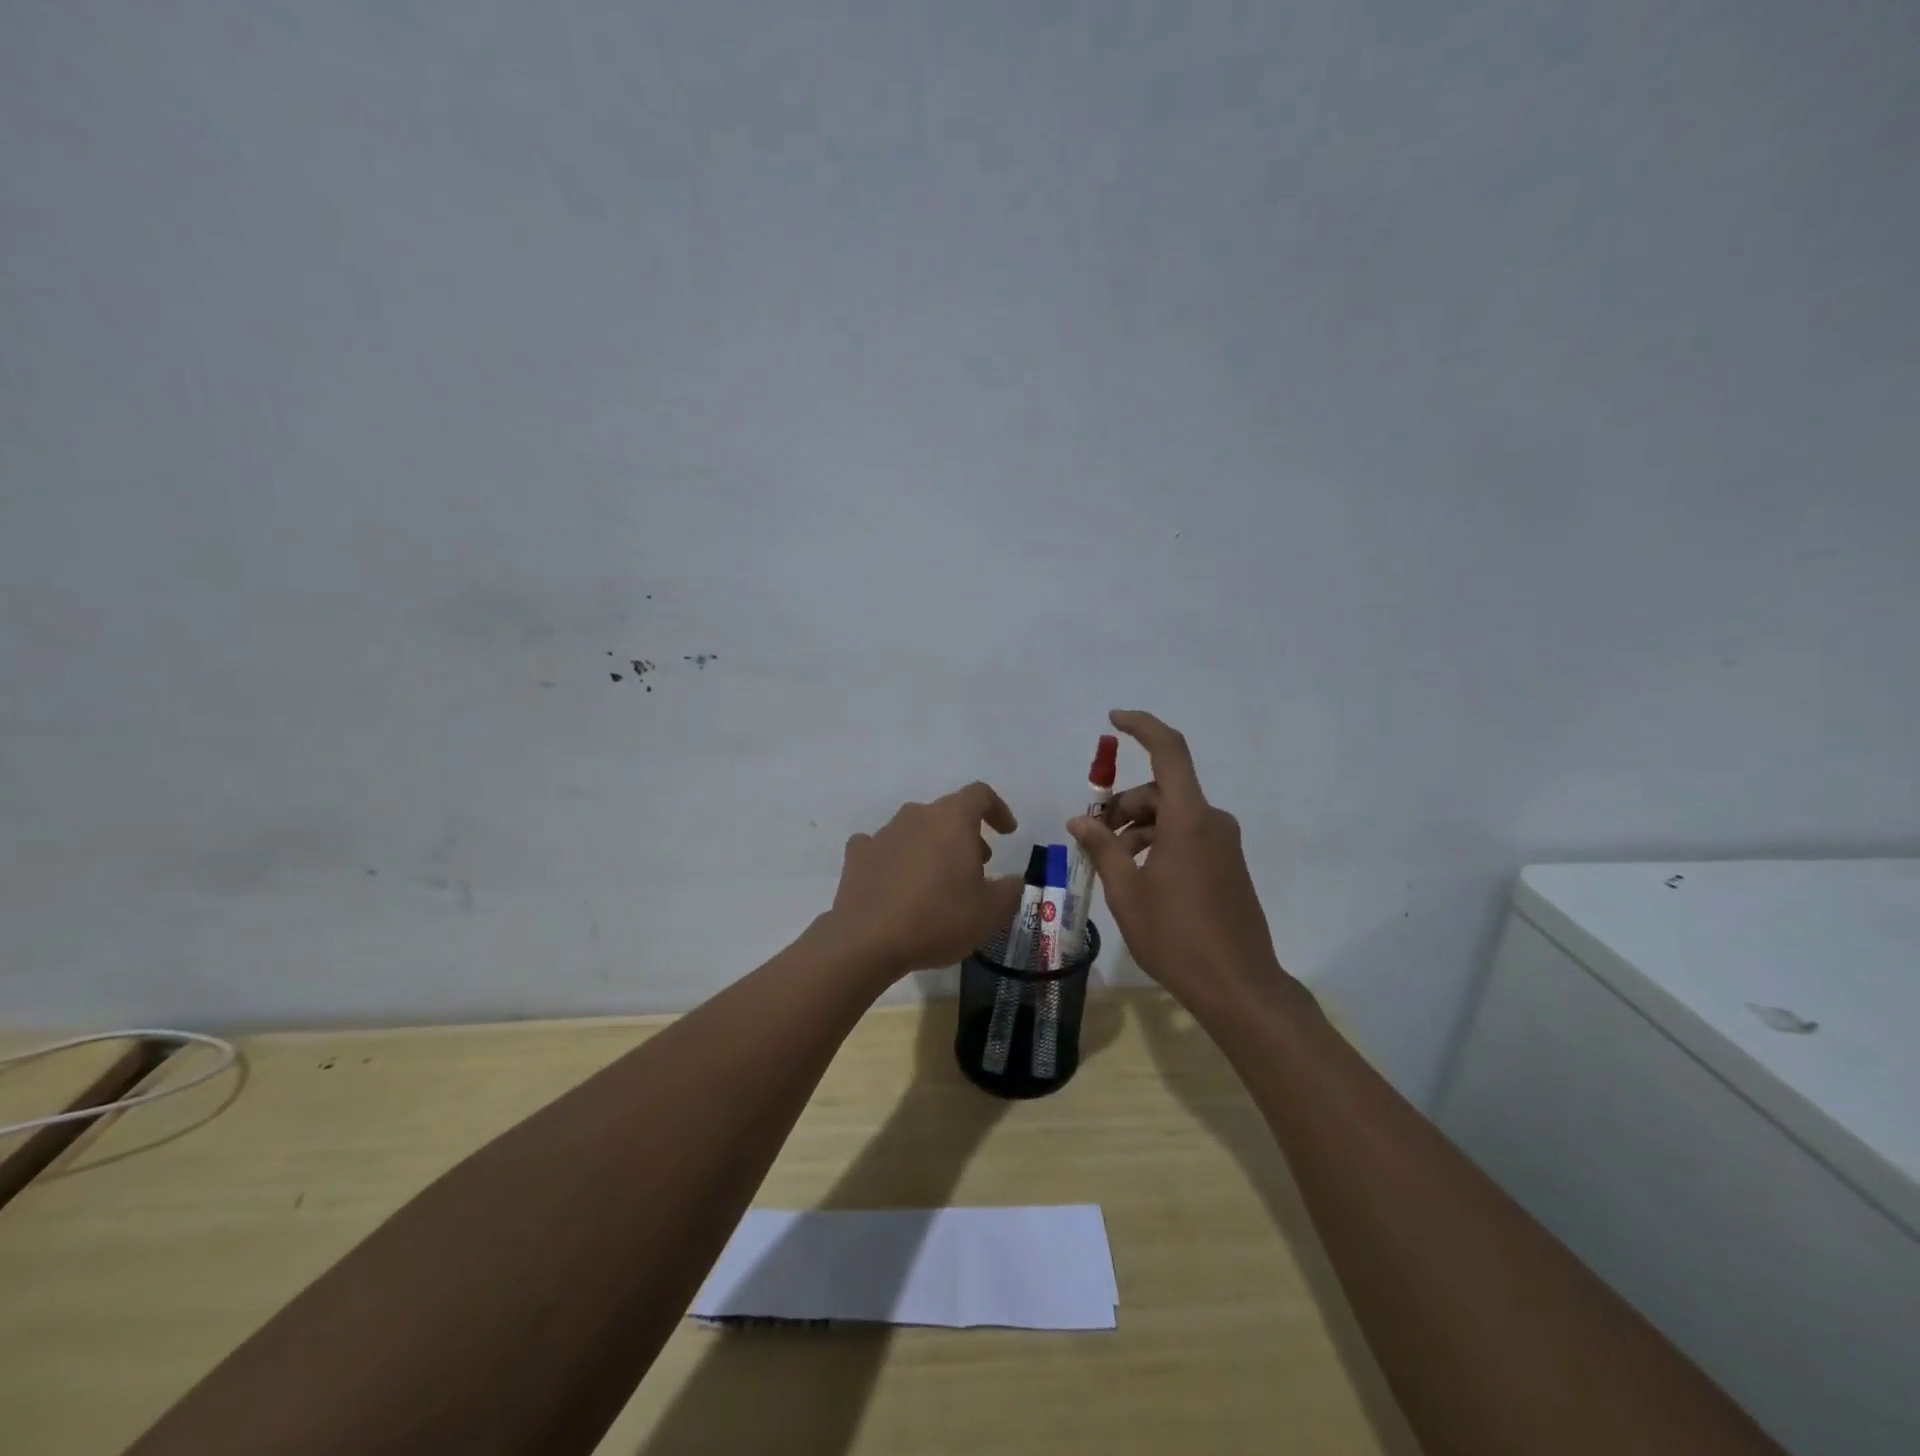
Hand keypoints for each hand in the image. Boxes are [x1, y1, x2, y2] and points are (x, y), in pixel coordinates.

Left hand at [827, 782, 1024, 977]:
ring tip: (939, 880)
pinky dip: (895, 858)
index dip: (997, 809)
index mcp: (952, 820)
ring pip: (915, 828)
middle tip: (977, 865)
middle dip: (966, 834)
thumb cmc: (938, 918)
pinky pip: (882, 847)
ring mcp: (883, 833)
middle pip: (947, 813)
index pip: (979, 794)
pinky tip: (897, 881)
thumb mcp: (989, 912)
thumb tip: (1013, 879)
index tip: (1006, 832)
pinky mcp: (858, 855)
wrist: (868, 940)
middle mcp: (916, 816)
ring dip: (932, 846)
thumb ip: (1009, 890)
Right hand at [1068, 710, 1298, 1012]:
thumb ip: (1102, 848)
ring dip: (1138, 827)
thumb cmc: (1176, 937)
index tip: (1113, 719)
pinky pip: (1187, 835)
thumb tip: (1079, 820)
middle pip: (1162, 790)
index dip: (1142, 727)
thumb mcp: (1127, 892)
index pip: (1169, 751)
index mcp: (1189, 819)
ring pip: (1172, 815)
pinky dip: (1157, 842)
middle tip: (1092, 835)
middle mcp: (1211, 822)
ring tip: (1110, 862)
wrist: (1238, 987)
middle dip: (1123, 804)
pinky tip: (1138, 874)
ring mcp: (1224, 844)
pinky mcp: (1228, 865)